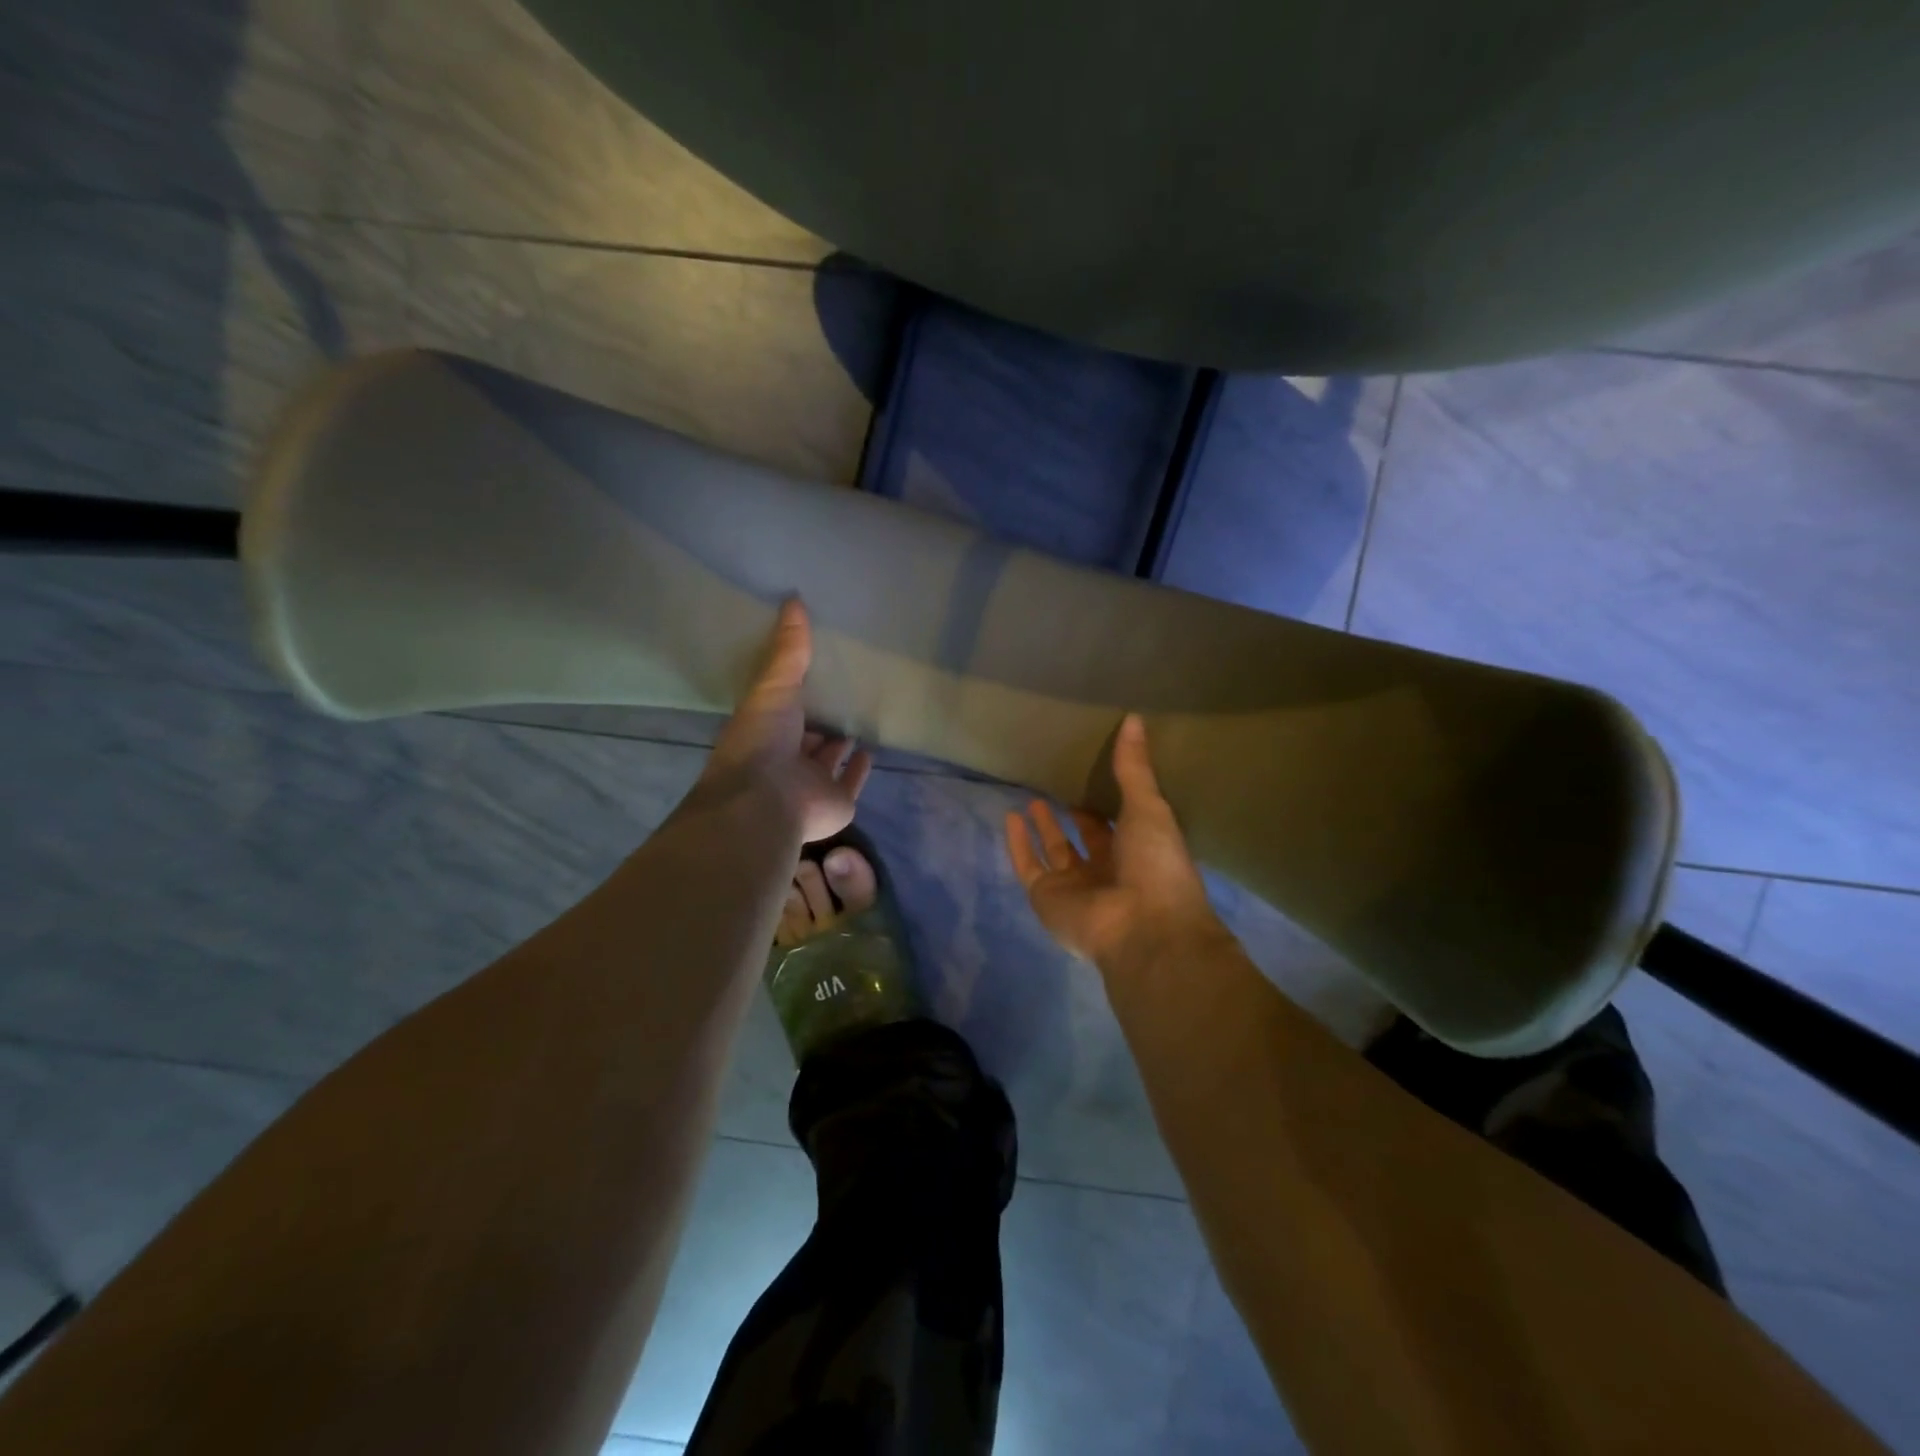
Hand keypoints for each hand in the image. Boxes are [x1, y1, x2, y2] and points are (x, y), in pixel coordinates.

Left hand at [703, 599, 872, 842]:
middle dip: (821, 721)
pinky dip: (860, 769)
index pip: (783, 712)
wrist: (768, 798)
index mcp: (766, 732)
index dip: (796, 696)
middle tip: (843, 695)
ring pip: (829, 760)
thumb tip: (795, 598)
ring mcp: (811, 783)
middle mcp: (787, 758)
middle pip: (807, 737)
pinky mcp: (837, 802)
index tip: (815, 674)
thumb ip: (788, 649)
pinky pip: (852, 782)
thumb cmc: (762, 740)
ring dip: (840, 745)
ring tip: (859, 719)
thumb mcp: (773, 685)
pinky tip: (871, 751)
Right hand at [1004, 714, 1226, 971]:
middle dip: (1073, 816)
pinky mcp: (1047, 897)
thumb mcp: (1148, 807)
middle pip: (1085, 839)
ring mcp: (1075, 886)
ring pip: (1054, 852)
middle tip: (1059, 785)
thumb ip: (1134, 768)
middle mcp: (1106, 870)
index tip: (1093, 775)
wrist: (1142, 927)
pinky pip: (1028, 866)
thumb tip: (1135, 717)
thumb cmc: (1155, 865)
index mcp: (1137, 852)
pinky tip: (1010, 816)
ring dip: (1044, 828)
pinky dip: (1018, 844)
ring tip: (1032, 798)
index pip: (1118, 824)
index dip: (1105, 803)